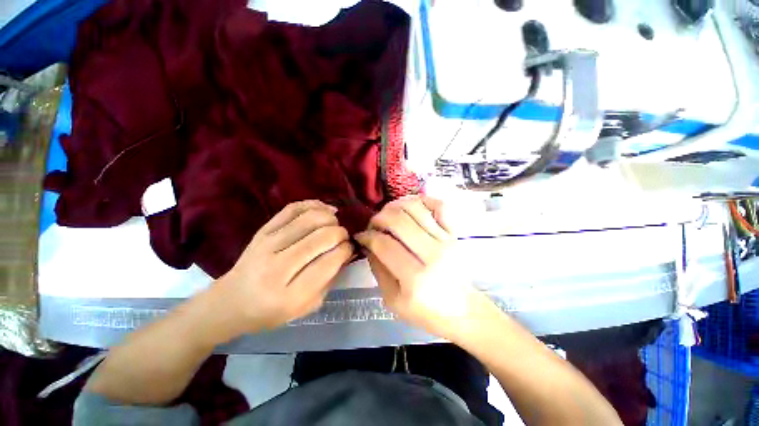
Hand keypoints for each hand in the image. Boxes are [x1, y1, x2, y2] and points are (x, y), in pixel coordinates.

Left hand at [213, 200, 352, 335]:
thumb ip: (330, 278)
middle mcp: (278, 267)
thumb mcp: (308, 306)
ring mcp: (267, 244)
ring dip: (330, 218)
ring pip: (310, 219)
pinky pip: (293, 208)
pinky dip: (314, 205)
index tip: (350, 248)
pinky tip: (324, 210)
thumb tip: (346, 250)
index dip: (346, 249)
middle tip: (343, 237)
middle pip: (322, 236)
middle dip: (341, 233)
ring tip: (334, 224)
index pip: (330, 260)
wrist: (231, 302)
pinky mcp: (262, 230)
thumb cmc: (272, 311)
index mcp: (291, 294)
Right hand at [355, 195, 490, 339]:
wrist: (462, 310)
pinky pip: (440, 206)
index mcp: (415, 278)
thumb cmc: (426, 312)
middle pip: (398, 220)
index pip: (384, 244)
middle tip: (373, 225)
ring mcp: (446, 240)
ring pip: (415, 208)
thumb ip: (378, 269)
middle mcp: (432, 254)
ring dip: (395, 206)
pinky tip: (410, 206)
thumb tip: (368, 244)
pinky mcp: (455, 234)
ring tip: (388, 214)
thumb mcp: (393, 299)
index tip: (362, 236)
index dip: (367, 236)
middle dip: (378, 218)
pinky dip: (423, 199)